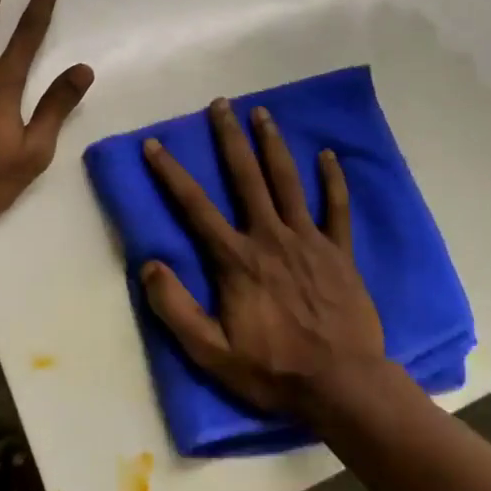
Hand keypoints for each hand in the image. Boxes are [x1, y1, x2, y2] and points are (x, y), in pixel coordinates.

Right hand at [141, 100, 386, 413]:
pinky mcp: (339, 251)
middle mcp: (270, 237)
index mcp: (236, 259)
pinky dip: (332, 179)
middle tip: (221, 104)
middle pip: (246, 177)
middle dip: (229, 138)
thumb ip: (175, 308)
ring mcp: (308, 240)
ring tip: (262, 113)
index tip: (154, 144)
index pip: (195, 207)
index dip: (171, 173)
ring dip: (272, 144)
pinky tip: (327, 155)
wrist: (343, 385)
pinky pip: (336, 207)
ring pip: (287, 181)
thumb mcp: (211, 352)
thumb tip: (148, 265)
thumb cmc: (273, 370)